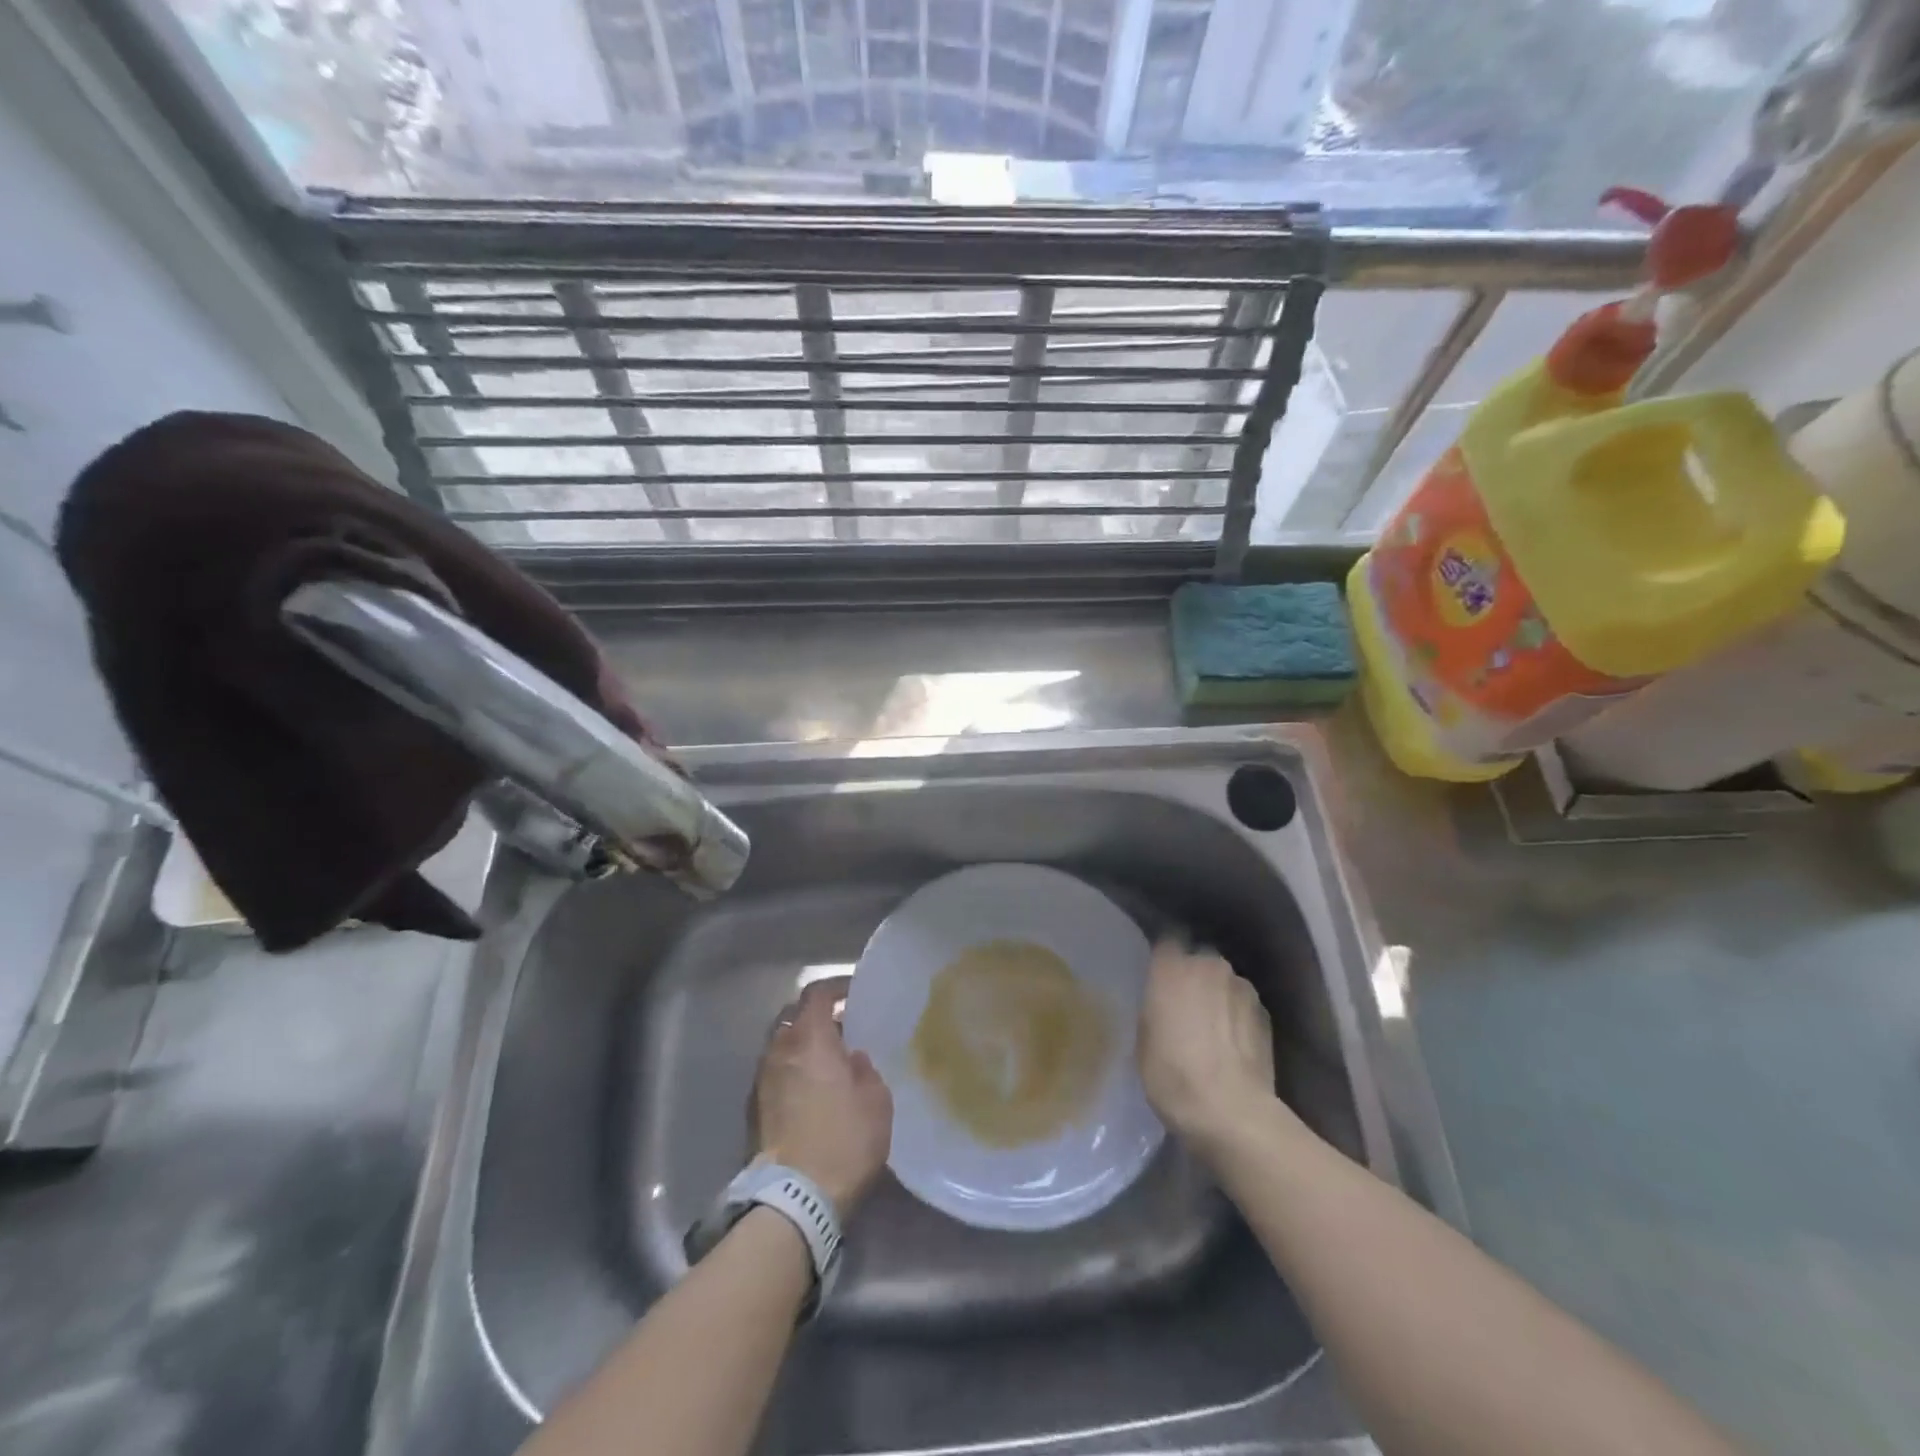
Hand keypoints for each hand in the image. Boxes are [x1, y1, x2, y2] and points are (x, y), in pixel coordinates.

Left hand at [754, 981, 892, 1217]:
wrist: (794, 1198)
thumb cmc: (844, 1140)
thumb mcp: (876, 1101)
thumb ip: (865, 1069)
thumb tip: (852, 1059)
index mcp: (811, 1039)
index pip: (816, 994)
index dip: (835, 987)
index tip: (853, 992)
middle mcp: (780, 1050)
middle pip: (794, 1017)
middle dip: (816, 1017)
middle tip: (841, 1028)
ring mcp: (762, 1079)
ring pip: (782, 1046)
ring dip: (802, 1046)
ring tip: (827, 1062)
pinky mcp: (754, 1109)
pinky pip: (775, 1073)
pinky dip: (792, 1071)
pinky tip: (811, 1091)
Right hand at [1138, 940, 1276, 1153]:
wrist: (1231, 1112)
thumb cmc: (1173, 1075)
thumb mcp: (1145, 1041)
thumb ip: (1156, 1008)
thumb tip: (1166, 1003)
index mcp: (1172, 968)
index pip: (1168, 939)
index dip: (1166, 955)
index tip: (1160, 972)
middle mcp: (1209, 965)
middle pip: (1200, 957)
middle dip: (1195, 975)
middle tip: (1187, 1003)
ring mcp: (1242, 988)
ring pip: (1226, 981)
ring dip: (1219, 995)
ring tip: (1215, 1028)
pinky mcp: (1266, 1013)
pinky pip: (1245, 1004)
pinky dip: (1238, 1016)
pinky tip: (1234, 1044)